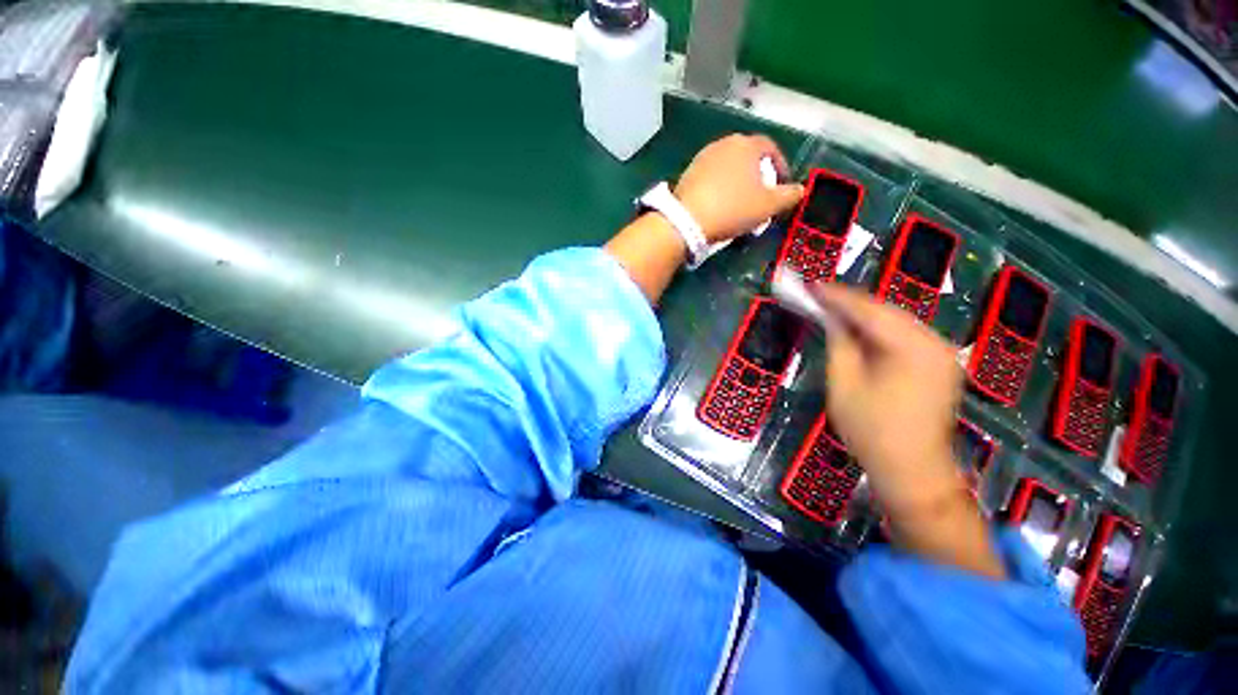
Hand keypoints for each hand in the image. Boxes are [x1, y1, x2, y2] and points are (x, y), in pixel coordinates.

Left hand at [674, 134, 804, 242]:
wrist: (687, 220)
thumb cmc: (733, 208)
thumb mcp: (767, 206)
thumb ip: (788, 196)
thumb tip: (800, 189)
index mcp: (746, 145)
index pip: (770, 148)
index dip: (780, 166)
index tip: (782, 185)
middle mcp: (724, 143)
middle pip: (748, 156)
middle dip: (758, 174)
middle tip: (761, 195)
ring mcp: (703, 157)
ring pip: (728, 166)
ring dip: (738, 181)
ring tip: (740, 202)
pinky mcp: (688, 172)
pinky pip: (711, 176)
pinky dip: (720, 186)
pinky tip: (719, 204)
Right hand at [812, 284, 964, 513]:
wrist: (912, 469)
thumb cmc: (871, 430)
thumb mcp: (844, 384)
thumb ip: (840, 344)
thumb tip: (832, 319)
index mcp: (913, 349)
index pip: (870, 311)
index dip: (837, 297)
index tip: (811, 287)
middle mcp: (935, 344)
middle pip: (887, 312)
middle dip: (851, 303)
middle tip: (819, 296)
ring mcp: (943, 353)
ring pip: (897, 321)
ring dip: (865, 315)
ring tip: (834, 310)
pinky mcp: (941, 364)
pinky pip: (906, 336)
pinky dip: (880, 330)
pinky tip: (859, 331)